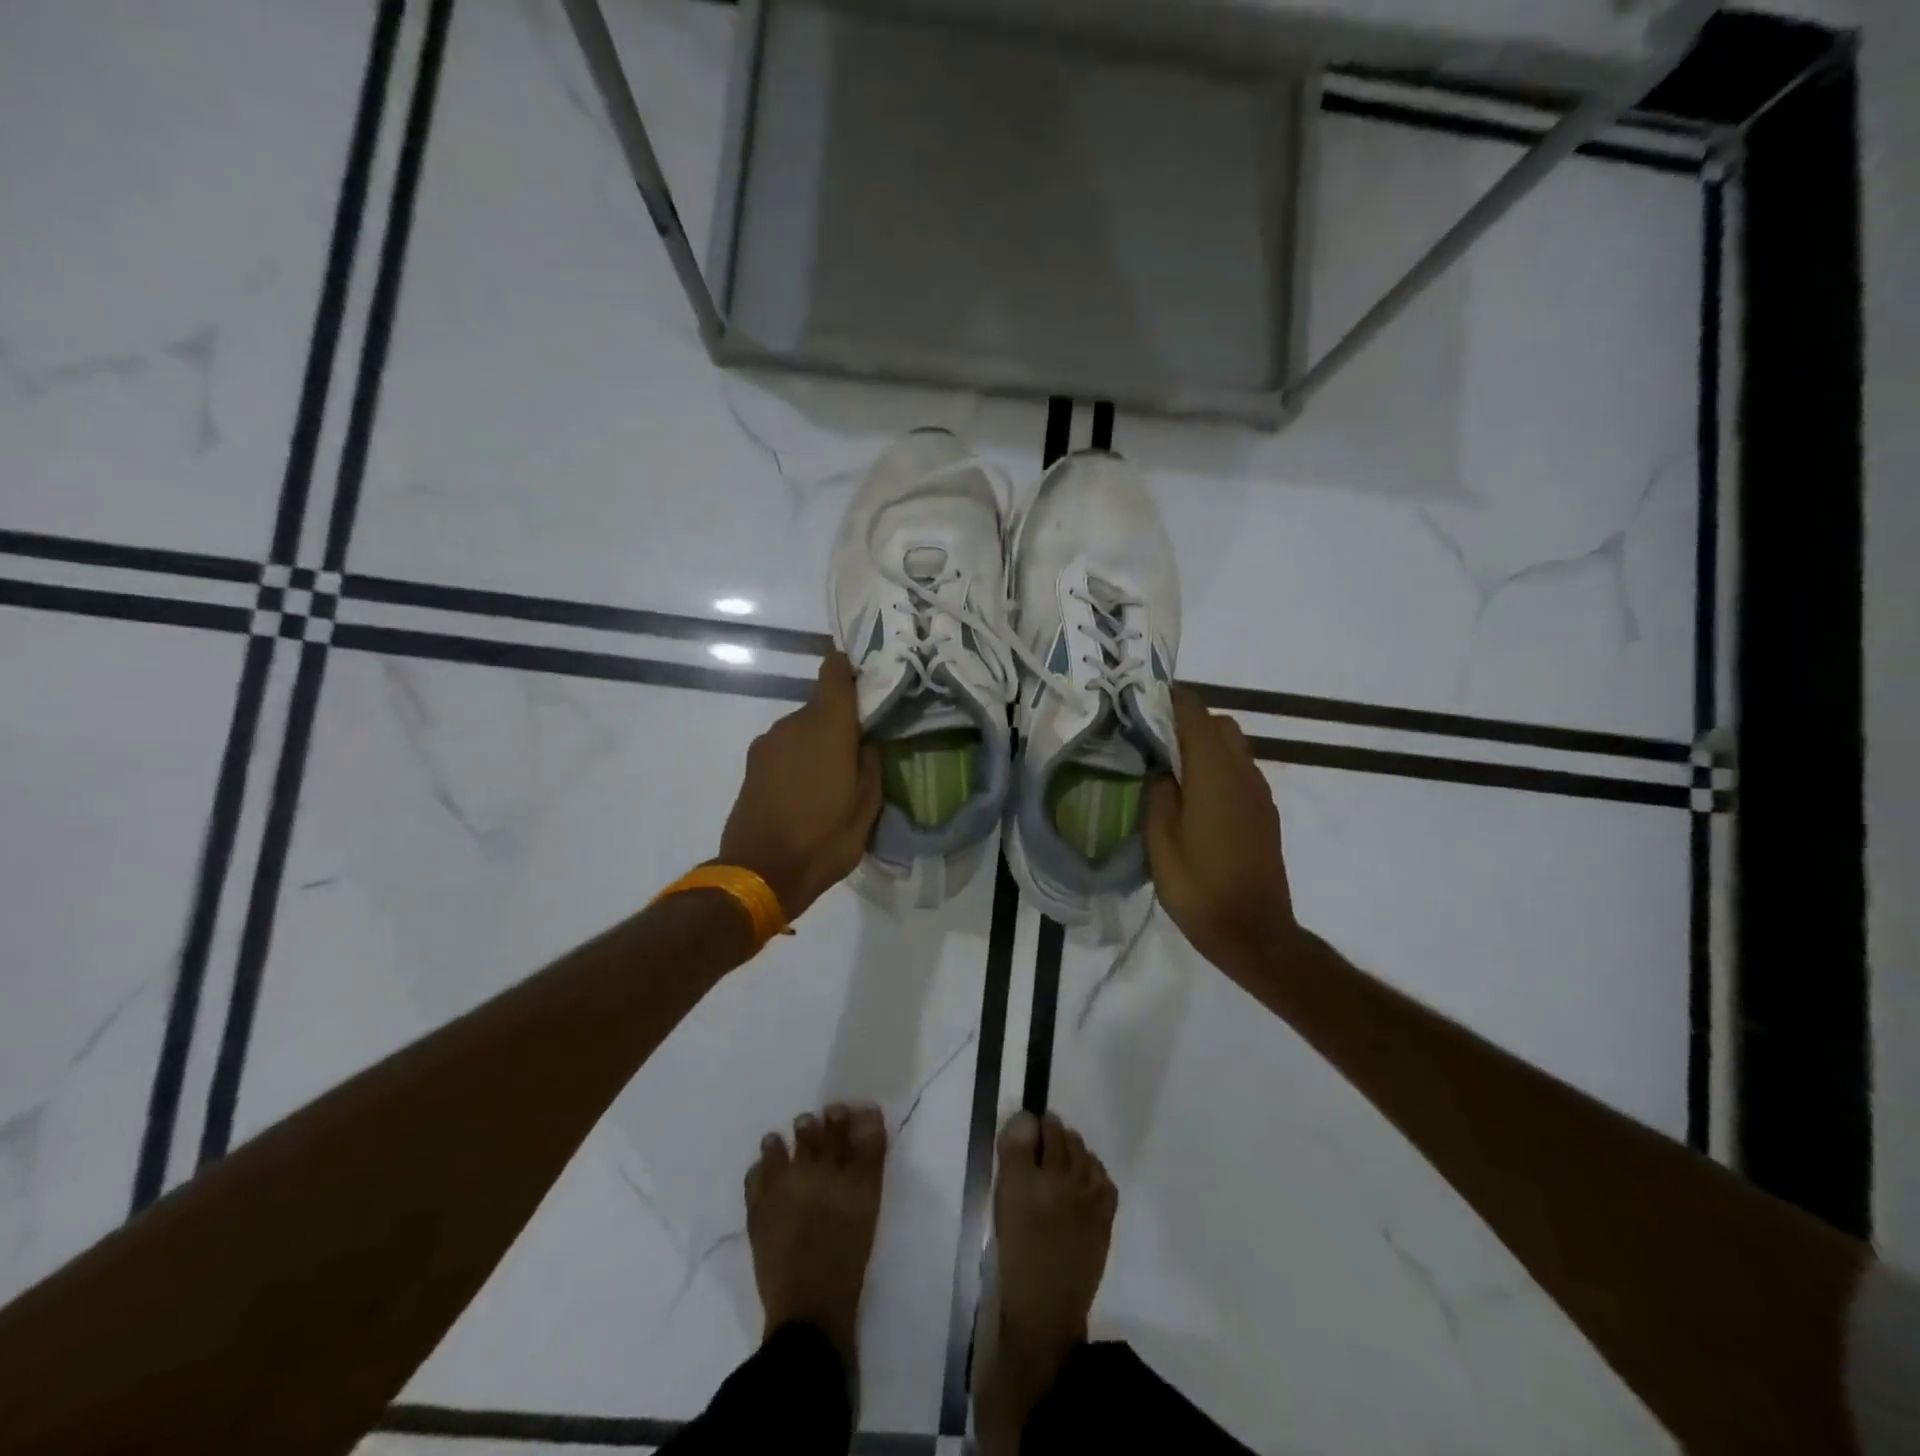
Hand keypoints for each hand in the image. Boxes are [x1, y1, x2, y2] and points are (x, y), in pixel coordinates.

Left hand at [718, 651, 882, 920]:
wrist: (760, 872)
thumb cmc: (824, 839)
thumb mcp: (866, 807)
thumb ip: (871, 764)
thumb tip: (866, 741)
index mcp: (827, 727)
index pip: (834, 674)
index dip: (848, 668)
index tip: (865, 675)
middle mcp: (794, 724)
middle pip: (821, 705)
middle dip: (841, 720)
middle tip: (861, 746)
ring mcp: (768, 743)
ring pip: (802, 728)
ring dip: (818, 742)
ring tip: (834, 775)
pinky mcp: (753, 764)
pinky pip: (785, 748)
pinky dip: (799, 758)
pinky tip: (808, 788)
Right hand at [1146, 688, 1300, 976]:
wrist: (1254, 932)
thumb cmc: (1198, 888)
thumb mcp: (1160, 842)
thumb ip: (1158, 795)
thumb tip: (1162, 770)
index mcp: (1214, 774)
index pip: (1196, 715)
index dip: (1171, 701)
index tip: (1144, 700)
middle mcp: (1243, 774)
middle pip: (1220, 725)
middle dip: (1189, 721)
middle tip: (1154, 739)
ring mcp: (1259, 793)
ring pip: (1234, 747)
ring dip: (1205, 745)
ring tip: (1171, 768)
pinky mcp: (1265, 813)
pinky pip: (1241, 772)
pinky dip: (1219, 767)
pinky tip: (1195, 797)